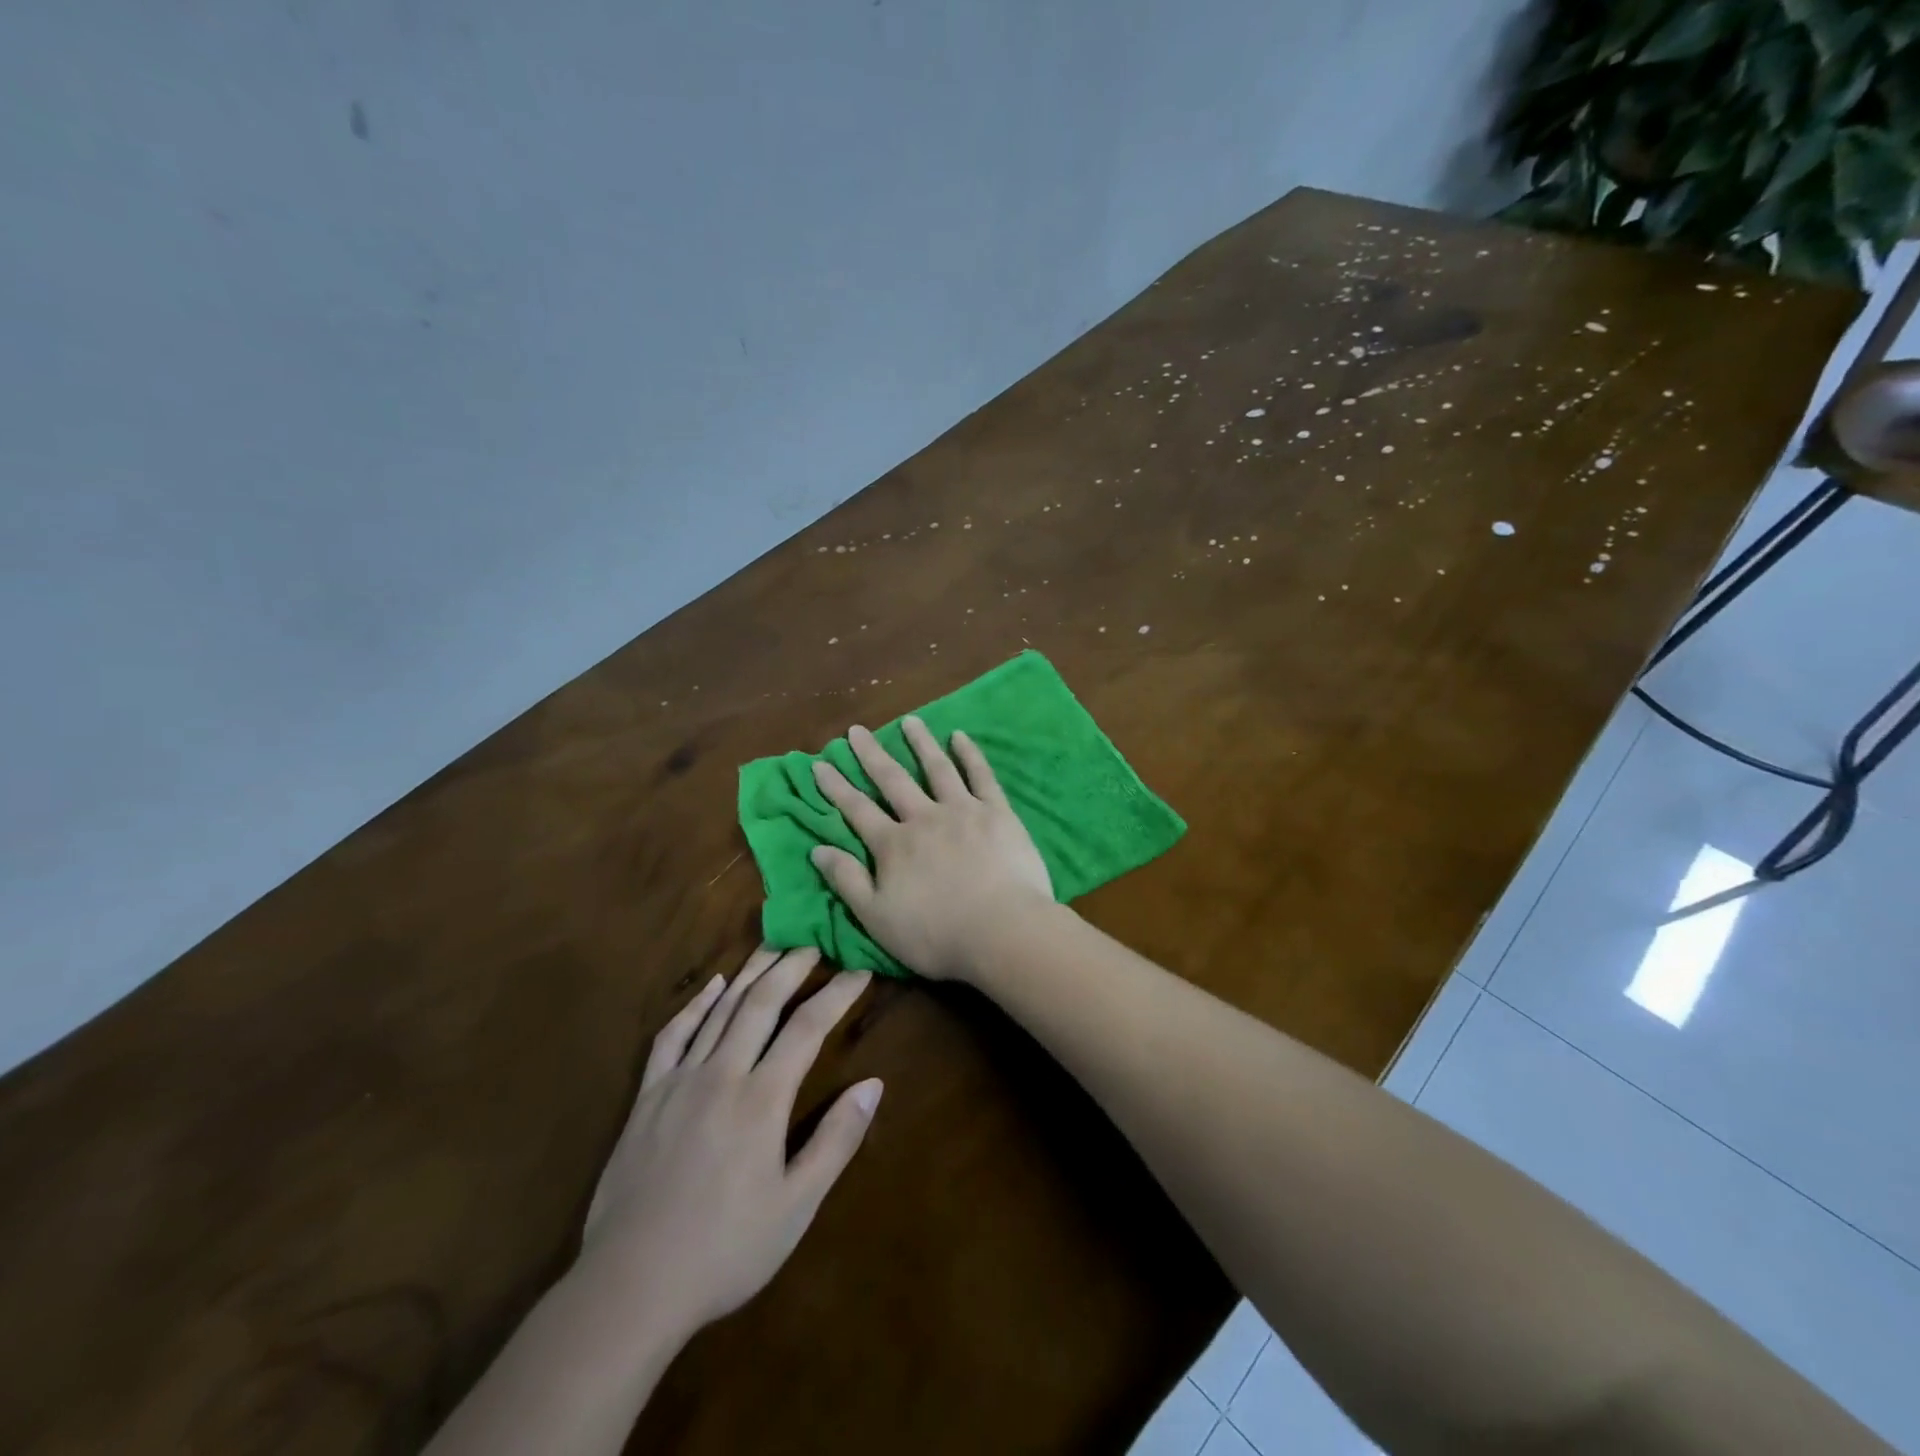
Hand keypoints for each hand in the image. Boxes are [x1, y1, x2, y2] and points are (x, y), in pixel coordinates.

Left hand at [579, 947, 879, 1334]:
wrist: (630, 1287)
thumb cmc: (725, 1251)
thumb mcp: (796, 1207)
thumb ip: (836, 1141)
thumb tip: (873, 1085)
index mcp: (762, 1099)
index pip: (808, 1028)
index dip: (837, 994)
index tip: (860, 970)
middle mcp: (722, 1074)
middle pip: (762, 1002)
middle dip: (792, 966)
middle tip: (815, 941)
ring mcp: (679, 1081)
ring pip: (720, 1009)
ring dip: (750, 973)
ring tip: (773, 945)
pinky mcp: (647, 1096)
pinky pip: (672, 1035)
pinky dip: (695, 1004)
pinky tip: (712, 986)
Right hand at [808, 717, 1054, 980]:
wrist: (1003, 931)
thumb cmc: (936, 935)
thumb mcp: (877, 918)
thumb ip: (847, 881)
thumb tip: (817, 849)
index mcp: (893, 845)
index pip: (857, 809)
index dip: (836, 787)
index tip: (820, 764)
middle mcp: (923, 818)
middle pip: (892, 780)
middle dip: (871, 754)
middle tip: (856, 730)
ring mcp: (962, 810)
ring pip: (937, 768)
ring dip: (921, 743)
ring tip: (910, 721)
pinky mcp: (997, 812)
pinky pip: (981, 776)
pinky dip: (970, 754)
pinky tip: (961, 736)